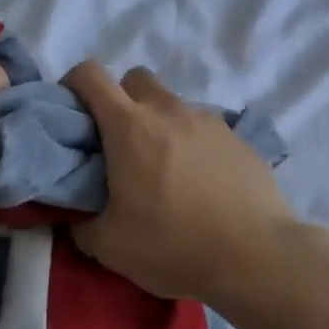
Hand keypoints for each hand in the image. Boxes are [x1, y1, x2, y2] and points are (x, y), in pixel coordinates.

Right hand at [63, 61, 297, 304]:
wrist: (256, 254)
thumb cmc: (174, 245)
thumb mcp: (110, 246)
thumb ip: (81, 224)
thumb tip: (75, 217)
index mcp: (130, 126)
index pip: (90, 74)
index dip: (73, 84)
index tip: (72, 113)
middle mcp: (168, 110)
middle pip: (135, 79)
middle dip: (120, 99)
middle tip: (119, 143)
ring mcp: (208, 119)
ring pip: (172, 103)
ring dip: (159, 122)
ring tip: (164, 169)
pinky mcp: (237, 136)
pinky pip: (202, 126)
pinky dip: (191, 142)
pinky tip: (200, 181)